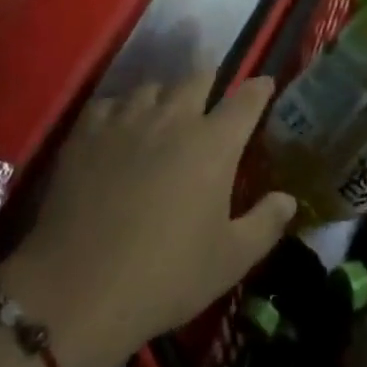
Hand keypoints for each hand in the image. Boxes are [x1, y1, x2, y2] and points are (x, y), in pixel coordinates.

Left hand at [0, 74, 294, 366]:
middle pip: (197, 77)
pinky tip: (119, 127)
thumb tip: (288, 198)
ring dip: (165, 95)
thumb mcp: (230, 260)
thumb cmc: (166, 276)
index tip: (265, 84)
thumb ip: (265, 223)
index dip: (259, 88)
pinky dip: (121, 109)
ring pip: (152, 87)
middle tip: (212, 92)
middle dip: (211, 79)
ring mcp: (126, 121)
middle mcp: (173, 119)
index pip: (246, 100)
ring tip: (164, 111)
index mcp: (214, 144)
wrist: (78, 289)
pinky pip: (110, 103)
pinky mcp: (86, 133)